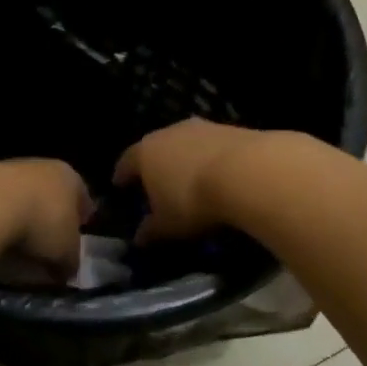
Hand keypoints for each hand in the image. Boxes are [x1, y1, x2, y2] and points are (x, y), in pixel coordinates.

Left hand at [0, 159, 91, 276]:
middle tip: (48, 244)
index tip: (78, 235)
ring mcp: (3, 170)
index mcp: (68, 177)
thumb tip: (66, 270)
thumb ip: (70, 261)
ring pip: (18, 197)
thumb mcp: (66, 253)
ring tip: (15, 249)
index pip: (81, 196)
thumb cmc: (40, 224)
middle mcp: (39, 167)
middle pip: (49, 194)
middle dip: (49, 217)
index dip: (81, 218)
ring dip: (18, 218)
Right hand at [113, 119, 278, 242]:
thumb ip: (151, 230)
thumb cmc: (193, 201)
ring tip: (190, 180)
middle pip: (156, 148)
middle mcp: (169, 132)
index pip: (126, 162)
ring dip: (185, 160)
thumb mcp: (168, 225)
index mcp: (145, 153)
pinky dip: (210, 159)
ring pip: (185, 144)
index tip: (120, 185)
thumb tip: (139, 238)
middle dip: (156, 165)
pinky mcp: (231, 128)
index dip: (122, 176)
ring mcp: (201, 127)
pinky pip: (212, 146)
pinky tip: (218, 175)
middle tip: (157, 183)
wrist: (247, 172)